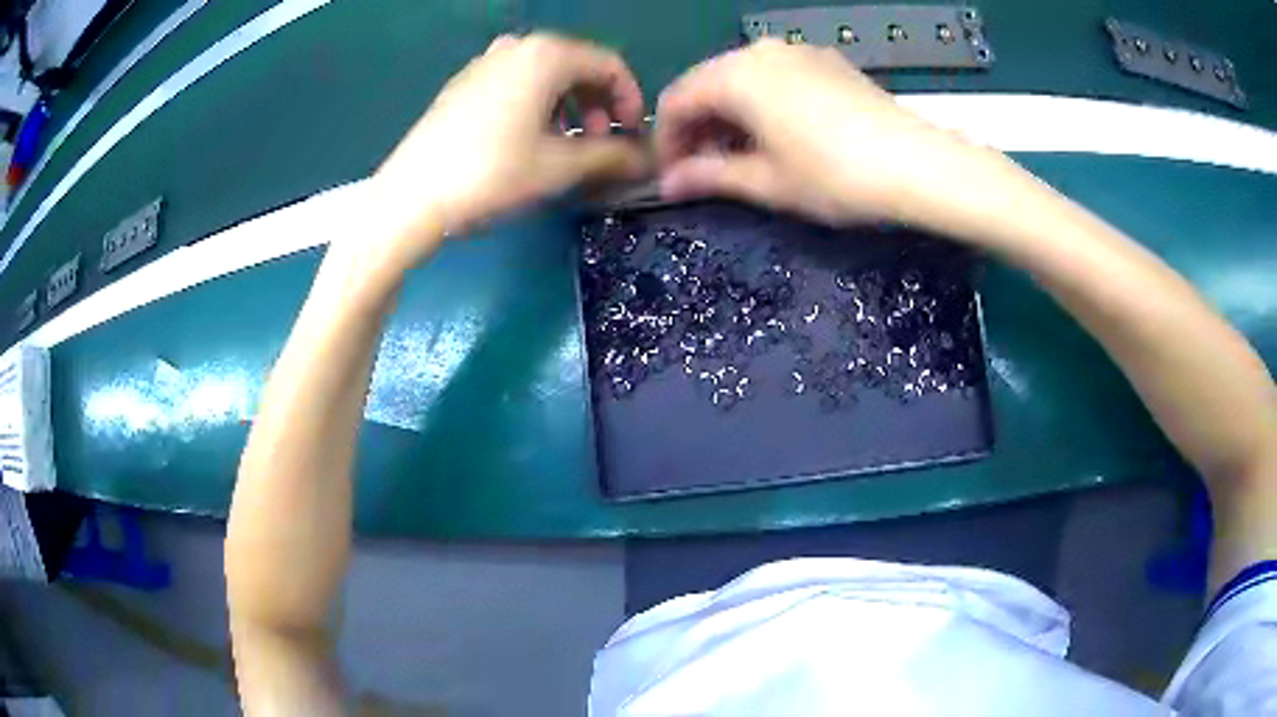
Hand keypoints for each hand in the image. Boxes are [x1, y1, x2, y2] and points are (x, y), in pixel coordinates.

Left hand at [372, 33, 650, 260]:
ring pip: (545, 75)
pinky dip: (536, 105)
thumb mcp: (559, 167)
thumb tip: (647, 159)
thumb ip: (612, 156)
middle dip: (598, 104)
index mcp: (546, 55)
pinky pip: (515, 83)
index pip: (609, 65)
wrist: (410, 198)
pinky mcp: (462, 85)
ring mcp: (484, 63)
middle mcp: (516, 47)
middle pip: (576, 66)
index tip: (632, 135)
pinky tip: (526, 140)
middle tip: (600, 143)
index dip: (630, 100)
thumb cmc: (491, 174)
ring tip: (565, 145)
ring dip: (568, 106)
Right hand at [655, 39, 1022, 236]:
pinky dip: (761, 103)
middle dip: (697, 127)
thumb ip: (710, 176)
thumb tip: (668, 185)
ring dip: (729, 115)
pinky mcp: (826, 61)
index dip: (667, 142)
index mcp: (735, 75)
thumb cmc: (835, 176)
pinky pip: (775, 76)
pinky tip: (777, 135)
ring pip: (742, 79)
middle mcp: (760, 51)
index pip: (677, 101)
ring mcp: (797, 51)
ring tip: (741, 157)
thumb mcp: (767, 182)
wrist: (918, 164)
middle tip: (704, 171)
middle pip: (707, 84)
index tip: (673, 178)